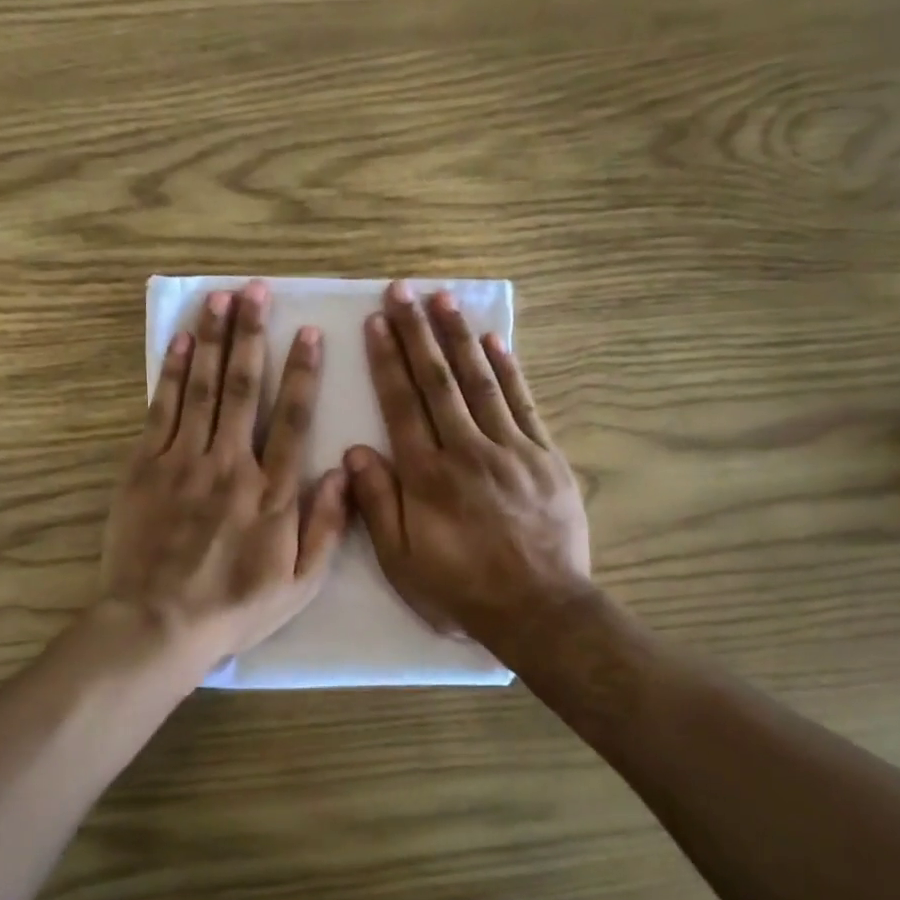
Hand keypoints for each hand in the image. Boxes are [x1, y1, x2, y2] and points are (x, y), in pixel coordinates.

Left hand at [101, 281, 349, 676]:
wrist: (158, 623)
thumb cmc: (234, 607)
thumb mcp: (298, 583)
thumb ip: (326, 527)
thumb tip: (344, 472)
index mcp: (272, 492)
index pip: (292, 419)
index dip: (302, 373)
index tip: (308, 333)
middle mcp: (231, 464)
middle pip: (243, 389)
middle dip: (252, 335)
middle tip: (256, 292)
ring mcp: (184, 462)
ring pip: (201, 388)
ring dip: (212, 339)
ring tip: (220, 299)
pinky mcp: (145, 467)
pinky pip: (162, 410)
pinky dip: (171, 372)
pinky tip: (179, 341)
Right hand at [346, 282, 592, 651]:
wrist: (539, 609)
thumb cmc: (461, 589)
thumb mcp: (402, 560)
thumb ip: (378, 503)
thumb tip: (354, 452)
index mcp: (428, 476)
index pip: (402, 405)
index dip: (387, 361)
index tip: (377, 323)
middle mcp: (467, 450)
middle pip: (438, 381)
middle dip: (418, 333)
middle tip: (404, 291)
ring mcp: (511, 449)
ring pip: (480, 382)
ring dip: (459, 338)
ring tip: (444, 300)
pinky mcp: (545, 456)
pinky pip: (524, 404)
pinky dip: (509, 370)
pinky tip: (495, 341)